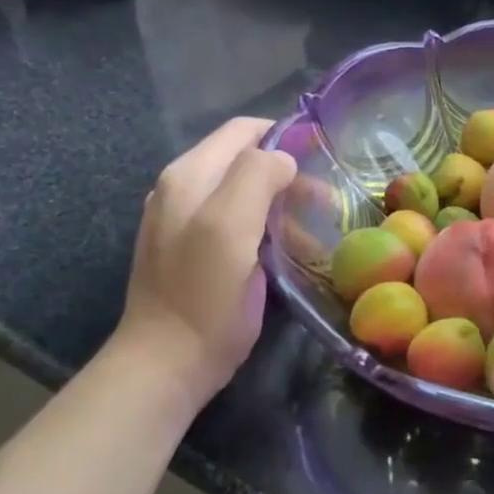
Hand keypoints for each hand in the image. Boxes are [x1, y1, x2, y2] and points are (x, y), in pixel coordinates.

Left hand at [116, 118, 296, 396]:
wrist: (168, 362)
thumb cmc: (204, 294)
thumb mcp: (230, 226)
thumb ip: (256, 177)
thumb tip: (283, 159)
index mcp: (189, 175)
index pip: (242, 131)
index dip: (284, 136)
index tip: (323, 158)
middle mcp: (183, 190)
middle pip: (245, 161)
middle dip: (288, 175)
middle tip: (326, 202)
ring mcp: (186, 222)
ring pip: (245, 193)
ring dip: (282, 205)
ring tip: (315, 231)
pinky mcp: (196, 251)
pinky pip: (237, 223)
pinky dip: (267, 228)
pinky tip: (289, 250)